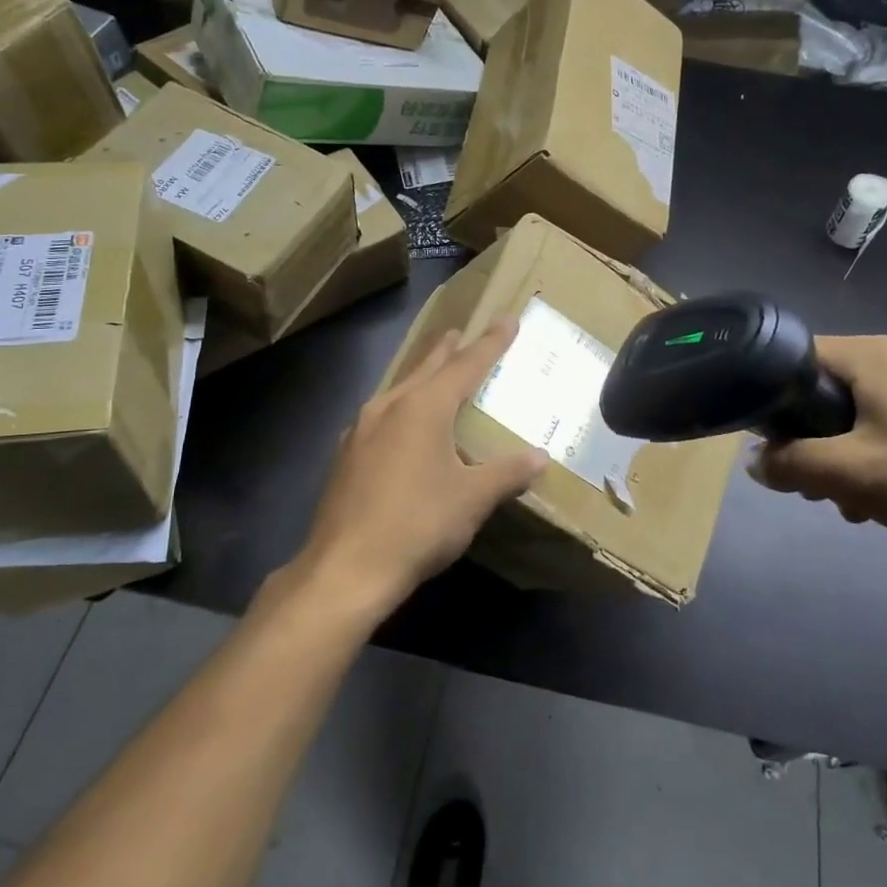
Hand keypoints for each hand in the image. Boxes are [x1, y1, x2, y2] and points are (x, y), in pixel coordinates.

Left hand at [295, 318, 547, 621]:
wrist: (346, 567)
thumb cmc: (418, 524)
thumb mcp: (473, 498)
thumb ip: (507, 472)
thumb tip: (540, 457)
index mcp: (424, 407)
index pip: (466, 365)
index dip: (490, 343)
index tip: (507, 319)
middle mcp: (389, 407)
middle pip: (425, 368)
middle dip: (447, 350)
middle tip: (460, 333)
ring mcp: (361, 430)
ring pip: (398, 389)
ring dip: (420, 376)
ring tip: (433, 370)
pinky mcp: (347, 456)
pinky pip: (381, 416)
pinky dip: (400, 407)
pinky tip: (398, 424)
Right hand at [751, 336, 886, 573]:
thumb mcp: (853, 475)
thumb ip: (791, 465)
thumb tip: (757, 462)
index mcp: (871, 355)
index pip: (794, 358)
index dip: (773, 401)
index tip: (777, 448)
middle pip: (831, 394)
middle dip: (818, 446)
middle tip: (826, 491)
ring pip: (870, 420)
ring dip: (857, 464)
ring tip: (872, 510)